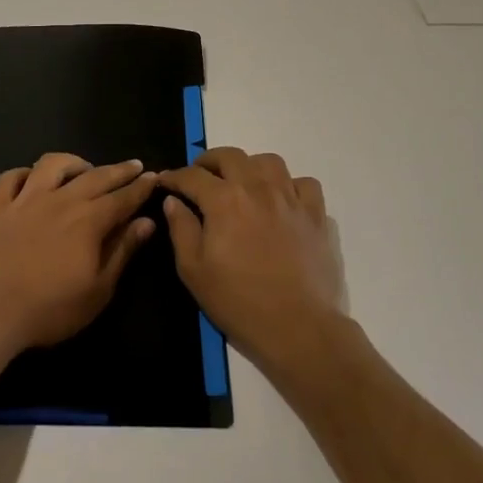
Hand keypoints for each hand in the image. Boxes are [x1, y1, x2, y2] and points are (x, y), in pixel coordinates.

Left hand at [0, 153, 160, 354]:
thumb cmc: (49, 309)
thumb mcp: (98, 290)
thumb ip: (122, 251)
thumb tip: (146, 222)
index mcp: (89, 221)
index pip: (123, 197)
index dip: (141, 187)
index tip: (154, 177)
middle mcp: (60, 200)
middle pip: (95, 176)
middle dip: (119, 170)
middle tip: (134, 165)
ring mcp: (25, 200)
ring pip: (52, 165)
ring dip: (73, 162)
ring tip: (84, 168)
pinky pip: (12, 177)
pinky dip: (26, 173)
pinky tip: (33, 180)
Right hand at [158, 148, 352, 379]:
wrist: (298, 326)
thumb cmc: (238, 301)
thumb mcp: (194, 270)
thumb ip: (181, 229)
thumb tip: (173, 201)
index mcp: (224, 200)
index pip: (193, 176)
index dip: (175, 177)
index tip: (166, 182)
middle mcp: (258, 188)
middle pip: (230, 156)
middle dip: (208, 161)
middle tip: (199, 176)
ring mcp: (291, 199)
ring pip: (269, 162)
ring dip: (249, 165)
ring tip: (241, 182)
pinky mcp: (316, 215)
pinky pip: (304, 184)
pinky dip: (289, 185)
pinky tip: (281, 200)